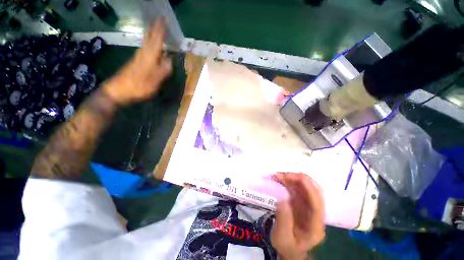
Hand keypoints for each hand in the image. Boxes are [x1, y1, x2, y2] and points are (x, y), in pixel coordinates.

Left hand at [103, 18, 171, 106]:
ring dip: (152, 33)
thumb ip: (163, 70)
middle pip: (149, 37)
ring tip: (156, 28)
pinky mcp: (135, 61)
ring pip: (146, 41)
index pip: (156, 39)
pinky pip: (145, 47)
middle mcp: (143, 53)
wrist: (119, 90)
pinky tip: (151, 43)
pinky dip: (149, 42)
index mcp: (149, 57)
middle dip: (155, 27)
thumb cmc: (138, 86)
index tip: (164, 18)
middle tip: (160, 19)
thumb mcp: (154, 81)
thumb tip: (170, 60)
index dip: (160, 29)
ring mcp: (138, 56)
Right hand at [271, 173, 324, 259]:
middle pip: (314, 191)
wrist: (290, 249)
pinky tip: (280, 179)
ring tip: (277, 176)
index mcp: (315, 226)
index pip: (317, 204)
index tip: (293, 178)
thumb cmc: (287, 246)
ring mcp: (309, 206)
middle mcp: (315, 213)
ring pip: (305, 187)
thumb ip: (283, 220)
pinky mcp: (302, 202)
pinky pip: (298, 188)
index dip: (308, 188)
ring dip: (292, 178)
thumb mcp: (282, 238)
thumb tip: (282, 198)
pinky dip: (289, 181)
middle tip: (281, 175)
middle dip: (299, 179)